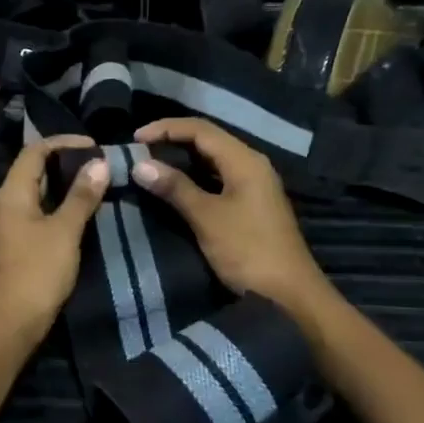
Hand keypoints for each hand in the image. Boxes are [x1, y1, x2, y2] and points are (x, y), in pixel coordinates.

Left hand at [0, 135, 106, 347]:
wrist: (10, 325)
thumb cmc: (38, 272)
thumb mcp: (65, 231)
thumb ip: (82, 196)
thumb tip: (99, 162)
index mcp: (10, 194)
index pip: (34, 151)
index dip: (63, 143)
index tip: (94, 145)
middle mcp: (1, 205)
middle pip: (32, 171)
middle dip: (64, 165)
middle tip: (98, 166)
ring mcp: (3, 227)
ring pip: (33, 195)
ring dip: (61, 188)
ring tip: (93, 188)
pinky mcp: (9, 247)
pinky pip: (32, 216)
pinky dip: (54, 209)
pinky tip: (76, 218)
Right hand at [133, 118, 332, 316]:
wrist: (289, 294)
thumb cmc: (248, 251)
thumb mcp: (207, 218)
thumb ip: (175, 188)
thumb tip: (140, 165)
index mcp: (245, 160)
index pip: (200, 129)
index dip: (166, 128)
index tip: (134, 139)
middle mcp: (251, 165)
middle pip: (207, 140)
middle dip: (171, 141)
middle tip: (138, 151)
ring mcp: (253, 186)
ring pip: (211, 160)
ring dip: (181, 159)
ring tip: (149, 166)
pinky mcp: (250, 205)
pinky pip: (216, 179)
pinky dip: (192, 178)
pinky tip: (174, 188)